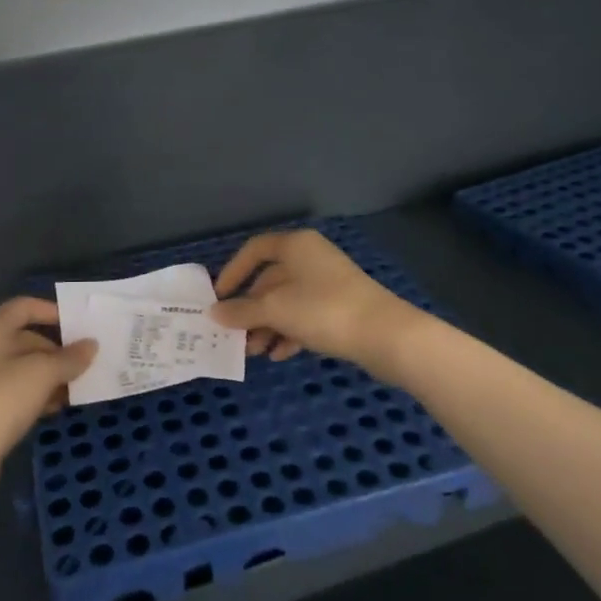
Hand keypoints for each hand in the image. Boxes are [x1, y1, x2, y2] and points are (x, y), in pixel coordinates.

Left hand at [0, 298, 96, 499]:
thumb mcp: (42, 374)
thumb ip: (69, 357)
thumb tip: (91, 345)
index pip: (24, 307)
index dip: (52, 311)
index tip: (80, 325)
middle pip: (25, 338)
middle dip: (57, 349)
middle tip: (87, 362)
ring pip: (23, 368)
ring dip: (50, 375)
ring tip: (79, 387)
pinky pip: (16, 392)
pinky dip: (37, 395)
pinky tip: (57, 407)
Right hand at [211, 230, 420, 377]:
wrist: (385, 335)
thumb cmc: (323, 310)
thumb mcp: (276, 310)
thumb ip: (242, 311)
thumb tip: (215, 313)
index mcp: (295, 246)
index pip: (254, 250)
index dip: (233, 272)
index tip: (218, 298)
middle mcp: (310, 258)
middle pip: (270, 280)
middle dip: (250, 310)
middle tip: (235, 336)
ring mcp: (327, 283)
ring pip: (287, 301)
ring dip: (267, 326)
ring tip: (255, 352)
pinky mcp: (340, 307)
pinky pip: (305, 315)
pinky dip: (289, 332)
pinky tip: (280, 354)